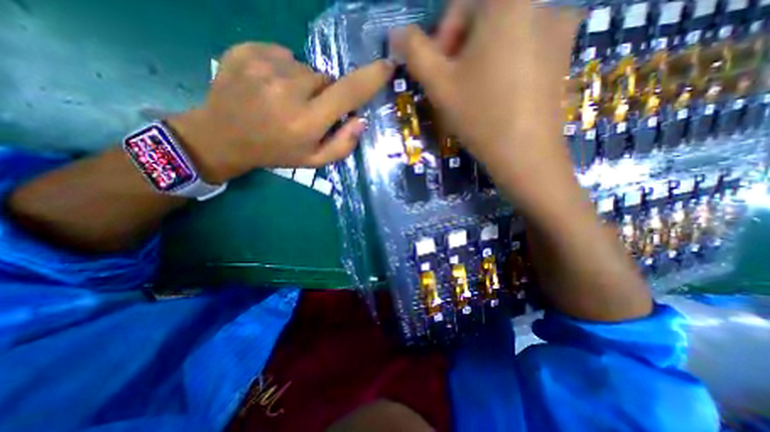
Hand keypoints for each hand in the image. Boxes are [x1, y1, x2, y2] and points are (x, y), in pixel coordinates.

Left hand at [171, 44, 392, 183]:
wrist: (223, 137)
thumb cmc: (276, 152)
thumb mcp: (314, 161)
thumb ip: (342, 145)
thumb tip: (361, 120)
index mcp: (306, 121)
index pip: (348, 93)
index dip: (370, 78)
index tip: (387, 67)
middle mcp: (288, 90)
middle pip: (327, 79)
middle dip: (326, 94)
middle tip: (308, 111)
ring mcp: (264, 66)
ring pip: (306, 68)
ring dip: (304, 84)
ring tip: (286, 101)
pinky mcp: (247, 50)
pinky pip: (284, 55)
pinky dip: (284, 70)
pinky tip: (270, 87)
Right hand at [394, 0, 580, 192]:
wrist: (525, 153)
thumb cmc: (479, 115)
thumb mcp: (439, 84)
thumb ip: (415, 52)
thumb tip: (396, 33)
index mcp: (508, 0)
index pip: (459, 6)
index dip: (441, 40)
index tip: (438, 74)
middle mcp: (541, 2)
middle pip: (483, 19)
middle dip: (460, 51)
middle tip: (454, 87)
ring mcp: (559, 28)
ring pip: (502, 36)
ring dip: (481, 60)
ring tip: (475, 94)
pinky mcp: (565, 54)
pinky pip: (523, 49)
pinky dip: (504, 65)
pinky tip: (499, 95)